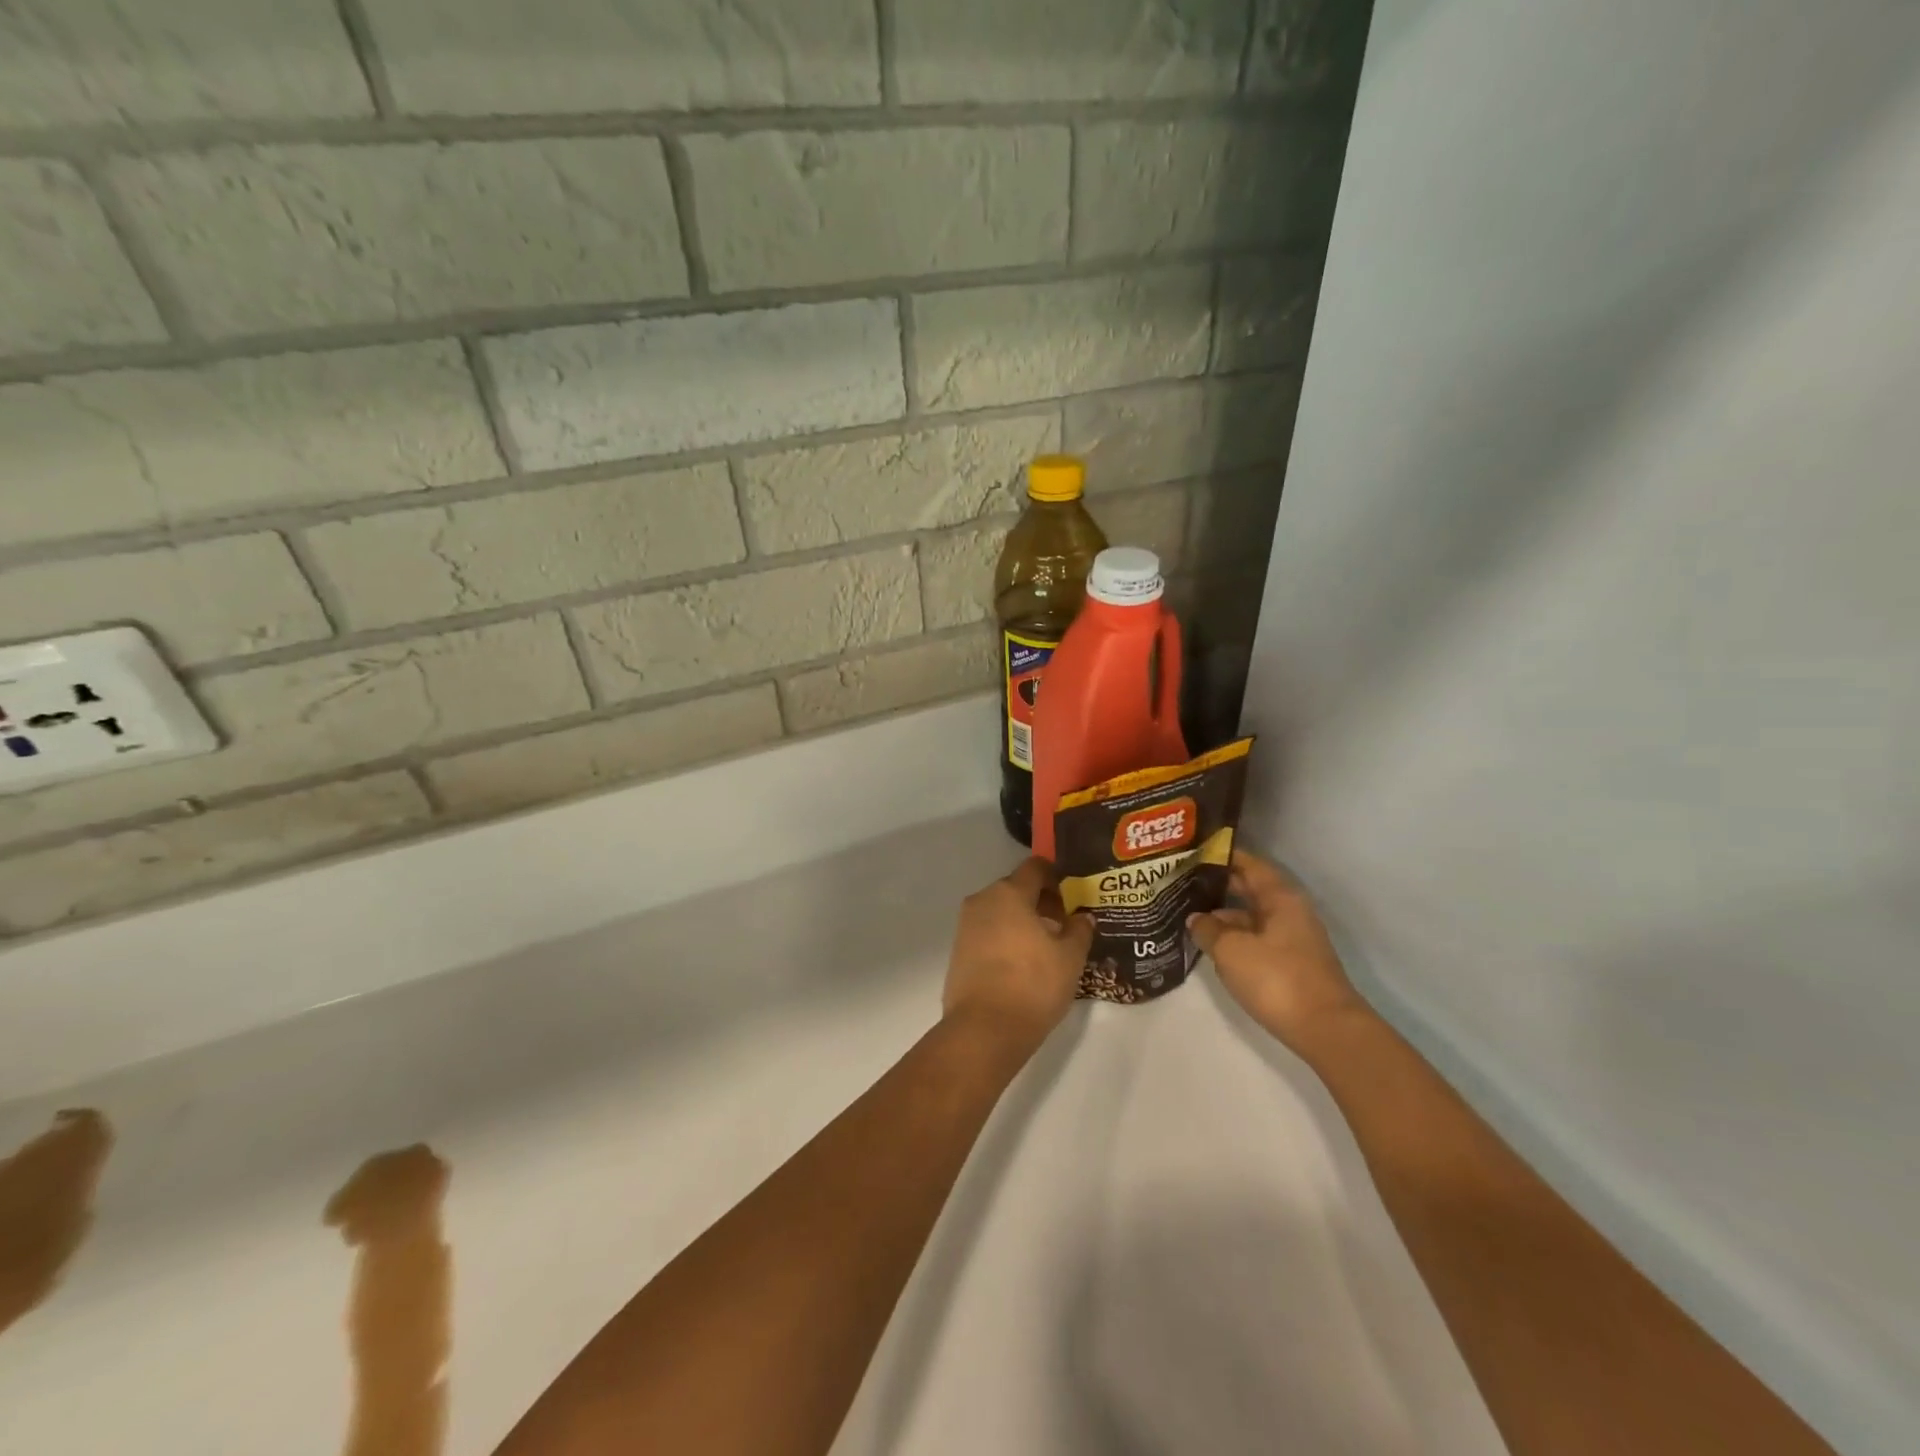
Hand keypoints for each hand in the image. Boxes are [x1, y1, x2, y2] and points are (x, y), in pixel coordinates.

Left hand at [943, 858, 1094, 1053]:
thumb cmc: (1033, 985)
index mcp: (1009, 893)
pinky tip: (1024, 964)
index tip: (1074, 896)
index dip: (1057, 877)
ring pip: (1000, 912)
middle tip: (1065, 925)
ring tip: (1047, 948)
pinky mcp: (958, 951)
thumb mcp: (1070, 957)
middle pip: (1016, 889)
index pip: (1035, 867)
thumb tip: (1083, 917)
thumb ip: (1079, 930)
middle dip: (1041, 902)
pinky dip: (1006, 939)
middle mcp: (983, 901)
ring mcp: (966, 926)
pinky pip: (988, 933)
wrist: (984, 1030)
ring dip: (1023, 921)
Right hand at [1188, 849, 1367, 1049]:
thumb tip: (1196, 918)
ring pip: (1251, 917)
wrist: (1326, 1030)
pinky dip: (1234, 938)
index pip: (1248, 864)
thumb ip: (1208, 928)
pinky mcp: (1290, 965)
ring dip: (1223, 916)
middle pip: (1250, 889)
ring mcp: (1292, 940)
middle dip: (1218, 886)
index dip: (1221, 856)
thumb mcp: (1231, 950)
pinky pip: (1256, 939)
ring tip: (1188, 916)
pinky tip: (1211, 946)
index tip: (1191, 852)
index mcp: (1280, 897)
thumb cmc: (1277, 979)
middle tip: (1181, 882)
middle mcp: (1289, 912)